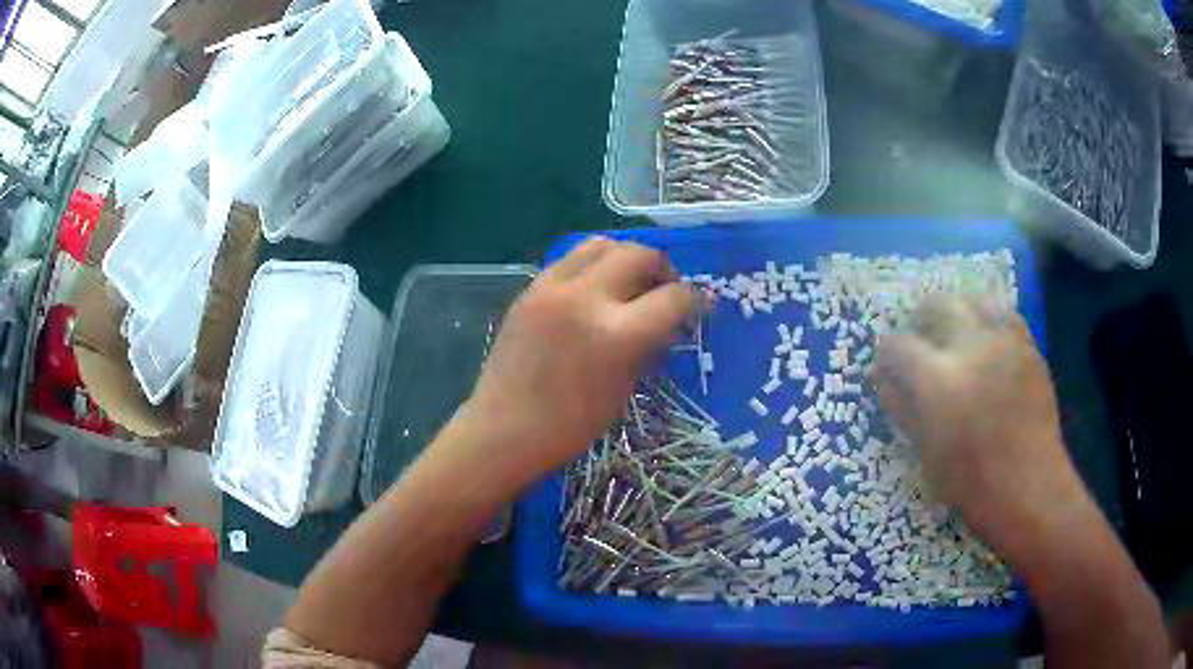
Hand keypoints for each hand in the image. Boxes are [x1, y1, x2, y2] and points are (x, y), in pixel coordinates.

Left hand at [459, 237, 705, 483]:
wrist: (503, 428)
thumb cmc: (569, 426)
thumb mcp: (623, 391)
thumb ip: (647, 348)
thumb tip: (667, 323)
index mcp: (615, 335)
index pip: (672, 298)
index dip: (695, 300)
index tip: (701, 304)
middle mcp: (585, 299)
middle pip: (639, 255)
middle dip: (663, 268)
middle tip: (667, 288)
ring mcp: (552, 288)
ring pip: (602, 244)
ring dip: (626, 256)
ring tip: (631, 280)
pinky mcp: (530, 289)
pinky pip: (571, 259)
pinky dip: (594, 265)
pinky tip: (596, 289)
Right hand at [871, 294, 1086, 563]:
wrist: (1029, 486)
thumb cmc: (970, 482)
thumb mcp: (926, 451)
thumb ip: (902, 407)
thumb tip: (879, 377)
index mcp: (939, 381)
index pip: (899, 345)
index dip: (887, 352)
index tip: (887, 363)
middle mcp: (971, 347)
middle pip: (938, 305)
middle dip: (922, 317)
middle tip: (920, 338)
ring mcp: (1004, 342)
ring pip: (974, 300)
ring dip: (959, 311)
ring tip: (956, 332)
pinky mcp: (1028, 345)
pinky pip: (1005, 314)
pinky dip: (990, 319)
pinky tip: (987, 341)